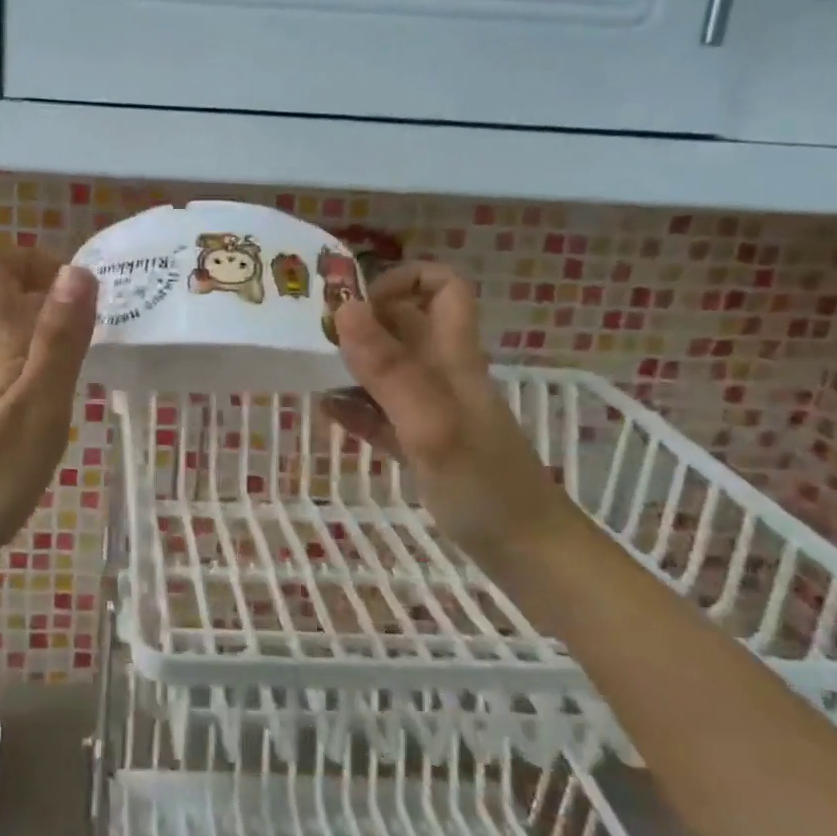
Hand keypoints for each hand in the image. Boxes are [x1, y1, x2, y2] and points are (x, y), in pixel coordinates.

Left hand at [0, 250, 97, 577]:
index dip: (35, 259)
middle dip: (55, 291)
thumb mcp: (38, 405)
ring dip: (54, 328)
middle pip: (8, 292)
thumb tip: (77, 268)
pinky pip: (15, 364)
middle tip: (104, 324)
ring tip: (95, 358)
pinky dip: (44, 363)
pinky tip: (63, 398)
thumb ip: (58, 339)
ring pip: (15, 330)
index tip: (80, 286)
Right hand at [325, 262, 582, 560]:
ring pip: (387, 368)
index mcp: (453, 357)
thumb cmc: (485, 486)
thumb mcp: (433, 424)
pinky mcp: (420, 445)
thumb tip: (344, 308)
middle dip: (360, 319)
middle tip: (310, 334)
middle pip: (404, 324)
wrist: (529, 556)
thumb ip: (390, 369)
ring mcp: (431, 410)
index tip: (356, 301)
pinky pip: (380, 413)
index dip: (403, 279)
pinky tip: (326, 412)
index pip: (443, 287)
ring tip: (307, 369)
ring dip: (350, 363)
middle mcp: (442, 374)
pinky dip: (354, 408)